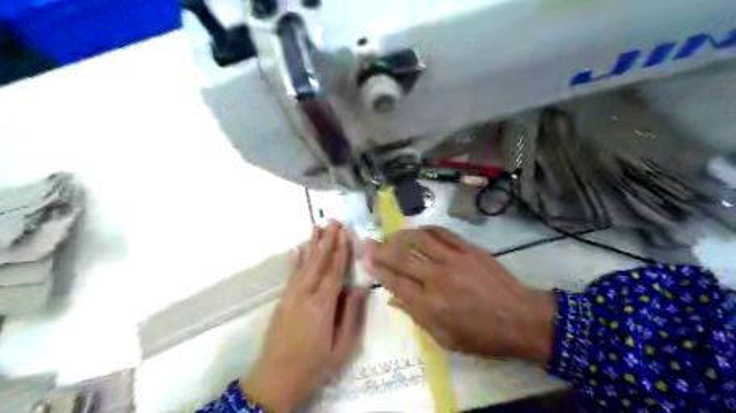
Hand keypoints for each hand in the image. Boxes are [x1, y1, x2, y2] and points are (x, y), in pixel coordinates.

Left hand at [244, 223, 366, 412]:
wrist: (274, 381)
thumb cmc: (314, 367)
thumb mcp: (341, 348)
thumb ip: (351, 316)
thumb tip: (359, 289)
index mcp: (322, 306)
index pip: (334, 272)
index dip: (341, 251)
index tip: (345, 233)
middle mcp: (305, 296)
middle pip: (318, 262)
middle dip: (327, 240)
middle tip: (333, 221)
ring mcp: (290, 297)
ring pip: (303, 264)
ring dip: (311, 244)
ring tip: (316, 226)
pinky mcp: (282, 301)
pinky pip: (291, 275)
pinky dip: (295, 260)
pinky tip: (297, 249)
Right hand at [365, 228, 554, 366]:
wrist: (521, 319)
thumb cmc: (483, 336)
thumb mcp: (446, 339)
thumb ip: (417, 317)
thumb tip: (393, 299)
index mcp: (430, 305)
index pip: (395, 282)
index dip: (377, 269)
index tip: (366, 258)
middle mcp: (437, 279)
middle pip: (401, 258)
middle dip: (381, 249)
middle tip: (369, 241)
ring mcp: (454, 260)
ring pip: (419, 240)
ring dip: (401, 235)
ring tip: (391, 235)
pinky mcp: (469, 249)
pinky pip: (442, 233)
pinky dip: (426, 229)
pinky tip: (418, 231)